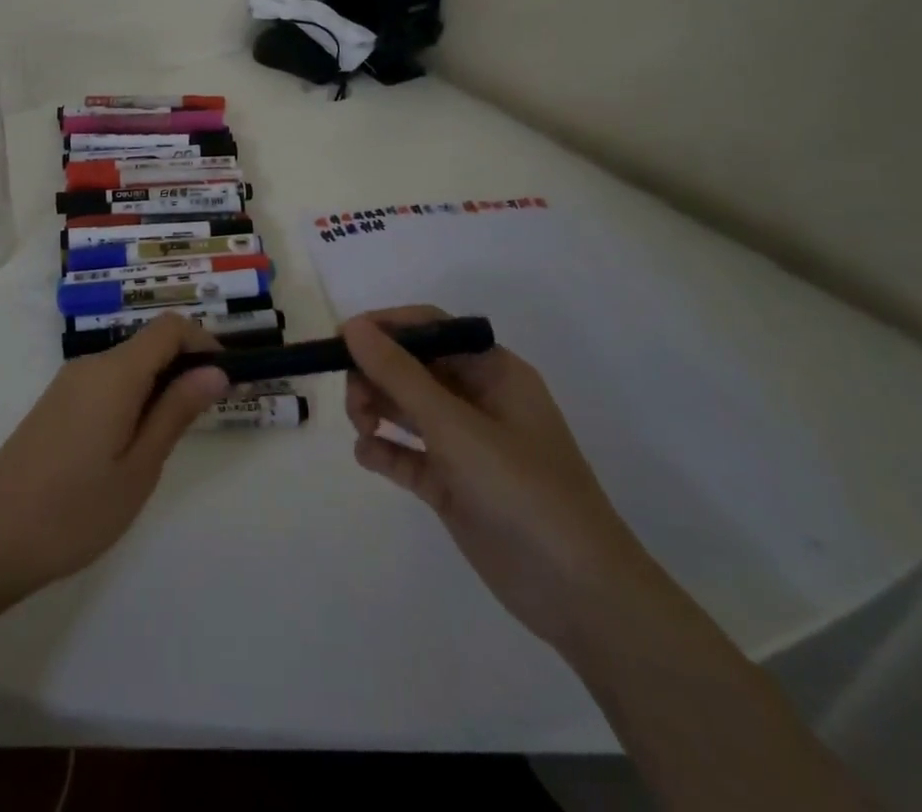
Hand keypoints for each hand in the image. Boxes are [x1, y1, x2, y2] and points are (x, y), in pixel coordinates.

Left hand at [0, 314, 228, 604]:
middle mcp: (90, 366)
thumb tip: (216, 371)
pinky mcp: (54, 406)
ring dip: (158, 387)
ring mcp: (67, 385)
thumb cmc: (73, 511)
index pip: (169, 328)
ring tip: (167, 442)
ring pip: (127, 366)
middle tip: (205, 419)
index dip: (204, 342)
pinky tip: (129, 447)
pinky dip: (131, 399)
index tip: (226, 379)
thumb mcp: (138, 468)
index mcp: (115, 373)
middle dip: (184, 368)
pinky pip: (105, 385)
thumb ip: (176, 412)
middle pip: (149, 345)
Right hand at [343, 306, 669, 651]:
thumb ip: (400, 375)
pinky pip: (408, 454)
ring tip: (361, 428)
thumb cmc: (523, 490)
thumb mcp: (456, 426)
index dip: (385, 328)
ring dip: (375, 409)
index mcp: (493, 372)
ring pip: (405, 408)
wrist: (580, 595)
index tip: (341, 340)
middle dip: (376, 375)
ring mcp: (465, 444)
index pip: (430, 328)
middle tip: (353, 400)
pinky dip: (385, 450)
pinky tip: (368, 455)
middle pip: (412, 367)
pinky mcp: (453, 484)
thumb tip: (353, 326)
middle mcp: (478, 400)